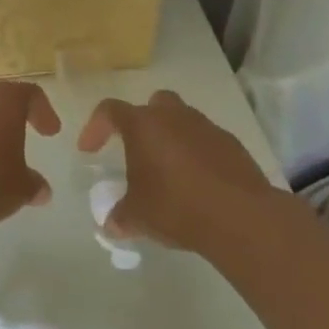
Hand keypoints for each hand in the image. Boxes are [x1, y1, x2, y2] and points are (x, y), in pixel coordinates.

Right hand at [78, 90, 279, 252]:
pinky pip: (206, 141)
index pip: (110, 111)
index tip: (89, 150)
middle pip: (153, 104)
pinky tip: (197, 183)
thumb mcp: (138, 216)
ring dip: (172, 139)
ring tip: (168, 172)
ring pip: (183, 121)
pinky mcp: (232, 145)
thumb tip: (112, 223)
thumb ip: (120, 215)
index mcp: (144, 125)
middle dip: (143, 122)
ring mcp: (207, 128)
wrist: (239, 216)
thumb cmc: (176, 207)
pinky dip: (197, 155)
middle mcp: (174, 117)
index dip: (95, 127)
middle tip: (137, 150)